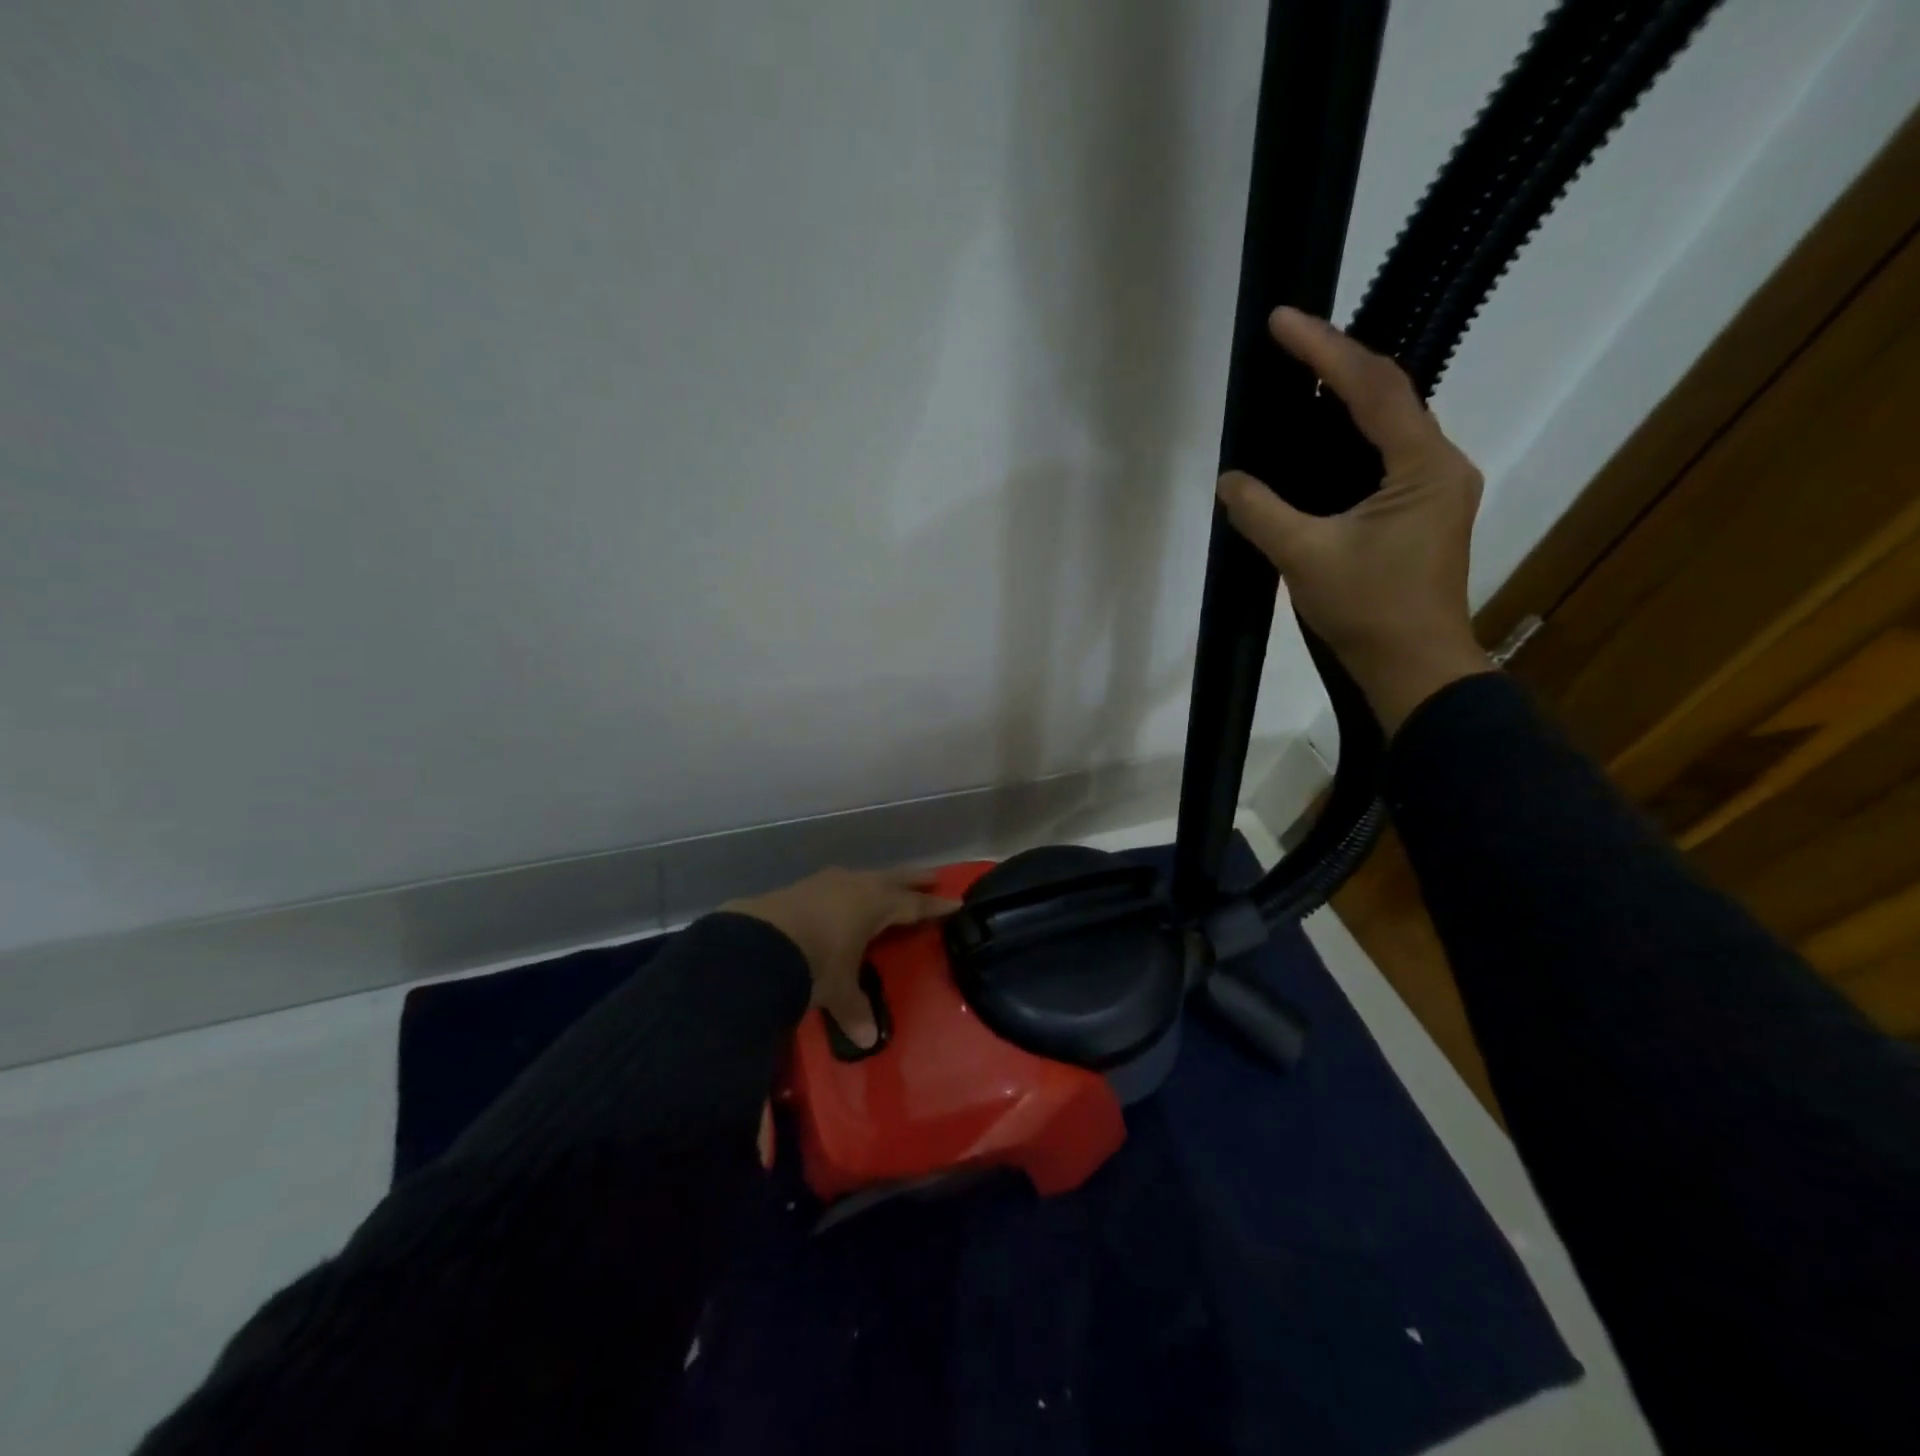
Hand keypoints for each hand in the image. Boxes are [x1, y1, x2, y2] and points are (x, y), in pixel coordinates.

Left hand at [724, 868, 958, 1048]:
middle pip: (894, 879)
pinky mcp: (801, 887)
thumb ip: (854, 1010)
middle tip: (934, 876)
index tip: (955, 902)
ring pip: (864, 877)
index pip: (914, 905)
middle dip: (914, 880)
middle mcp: (856, 886)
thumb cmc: (814, 963)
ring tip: (887, 885)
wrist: (757, 942)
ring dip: (880, 880)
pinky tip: (842, 897)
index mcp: (876, 905)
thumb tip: (867, 1040)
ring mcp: (826, 882)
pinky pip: (837, 884)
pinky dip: (849, 889)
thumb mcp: (838, 990)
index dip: (934, 906)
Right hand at [1216, 307, 1493, 732]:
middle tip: (1288, 342)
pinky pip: (1385, 455)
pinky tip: (1319, 439)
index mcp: (1423, 466)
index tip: (1282, 320)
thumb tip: (1229, 481)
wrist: (1413, 669)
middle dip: (1338, 362)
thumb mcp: (1305, 558)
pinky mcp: (1422, 511)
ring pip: (1390, 423)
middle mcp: (1441, 464)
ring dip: (1346, 396)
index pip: (1374, 388)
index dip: (1325, 349)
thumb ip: (1262, 512)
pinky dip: (1350, 437)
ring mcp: (1436, 488)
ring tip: (1299, 376)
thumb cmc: (1367, 612)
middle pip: (1390, 394)